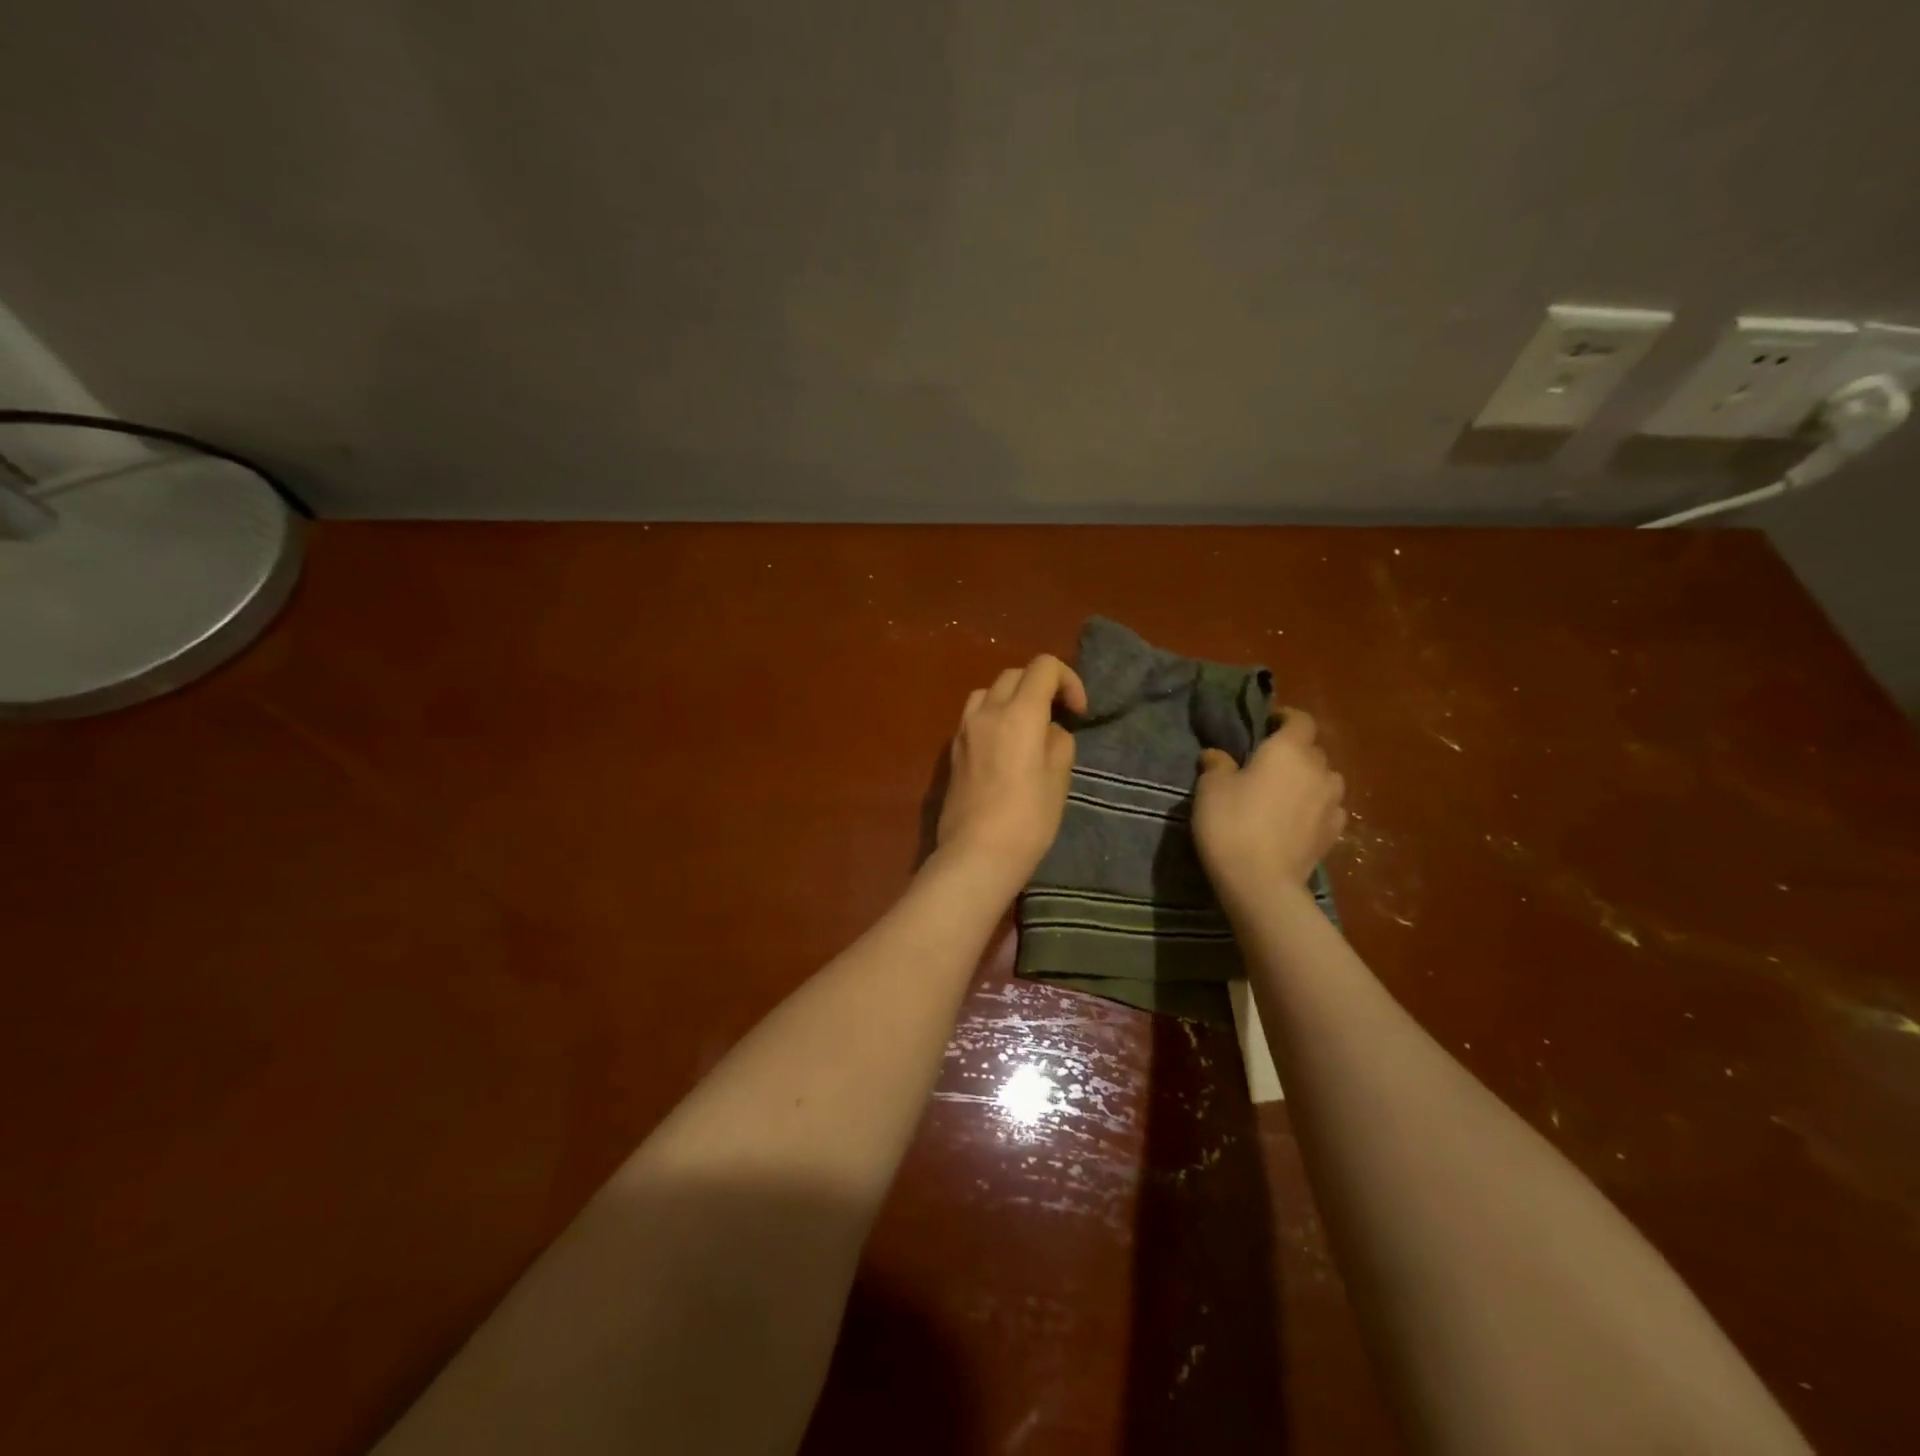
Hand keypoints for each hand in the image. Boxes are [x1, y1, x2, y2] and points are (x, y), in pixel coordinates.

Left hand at [935, 654, 1088, 894]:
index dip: (1068, 680)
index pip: (1043, 666)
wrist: (977, 854)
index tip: (1078, 712)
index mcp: (1019, 713)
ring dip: (1011, 698)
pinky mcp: (952, 750)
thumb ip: (1057, 740)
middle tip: (1057, 717)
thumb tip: (1046, 730)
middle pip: (1015, 674)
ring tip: (1026, 727)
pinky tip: (1002, 747)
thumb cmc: (1028, 818)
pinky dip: (992, 717)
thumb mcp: (1059, 777)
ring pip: (988, 691)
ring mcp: (964, 729)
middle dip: (1040, 686)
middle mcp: (987, 711)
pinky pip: (973, 716)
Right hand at [1193, 707, 1346, 905]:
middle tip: (1267, 764)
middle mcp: (1318, 769)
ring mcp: (1332, 803)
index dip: (1285, 718)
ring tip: (1286, 792)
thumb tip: (1218, 755)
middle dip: (1294, 752)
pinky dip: (1315, 807)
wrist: (1261, 882)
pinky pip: (1328, 808)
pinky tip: (1297, 819)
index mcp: (1289, 750)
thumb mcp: (1210, 788)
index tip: (1266, 725)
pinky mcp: (1334, 833)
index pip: (1300, 719)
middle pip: (1313, 750)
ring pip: (1325, 779)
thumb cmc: (1231, 824)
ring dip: (1309, 780)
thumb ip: (1217, 764)